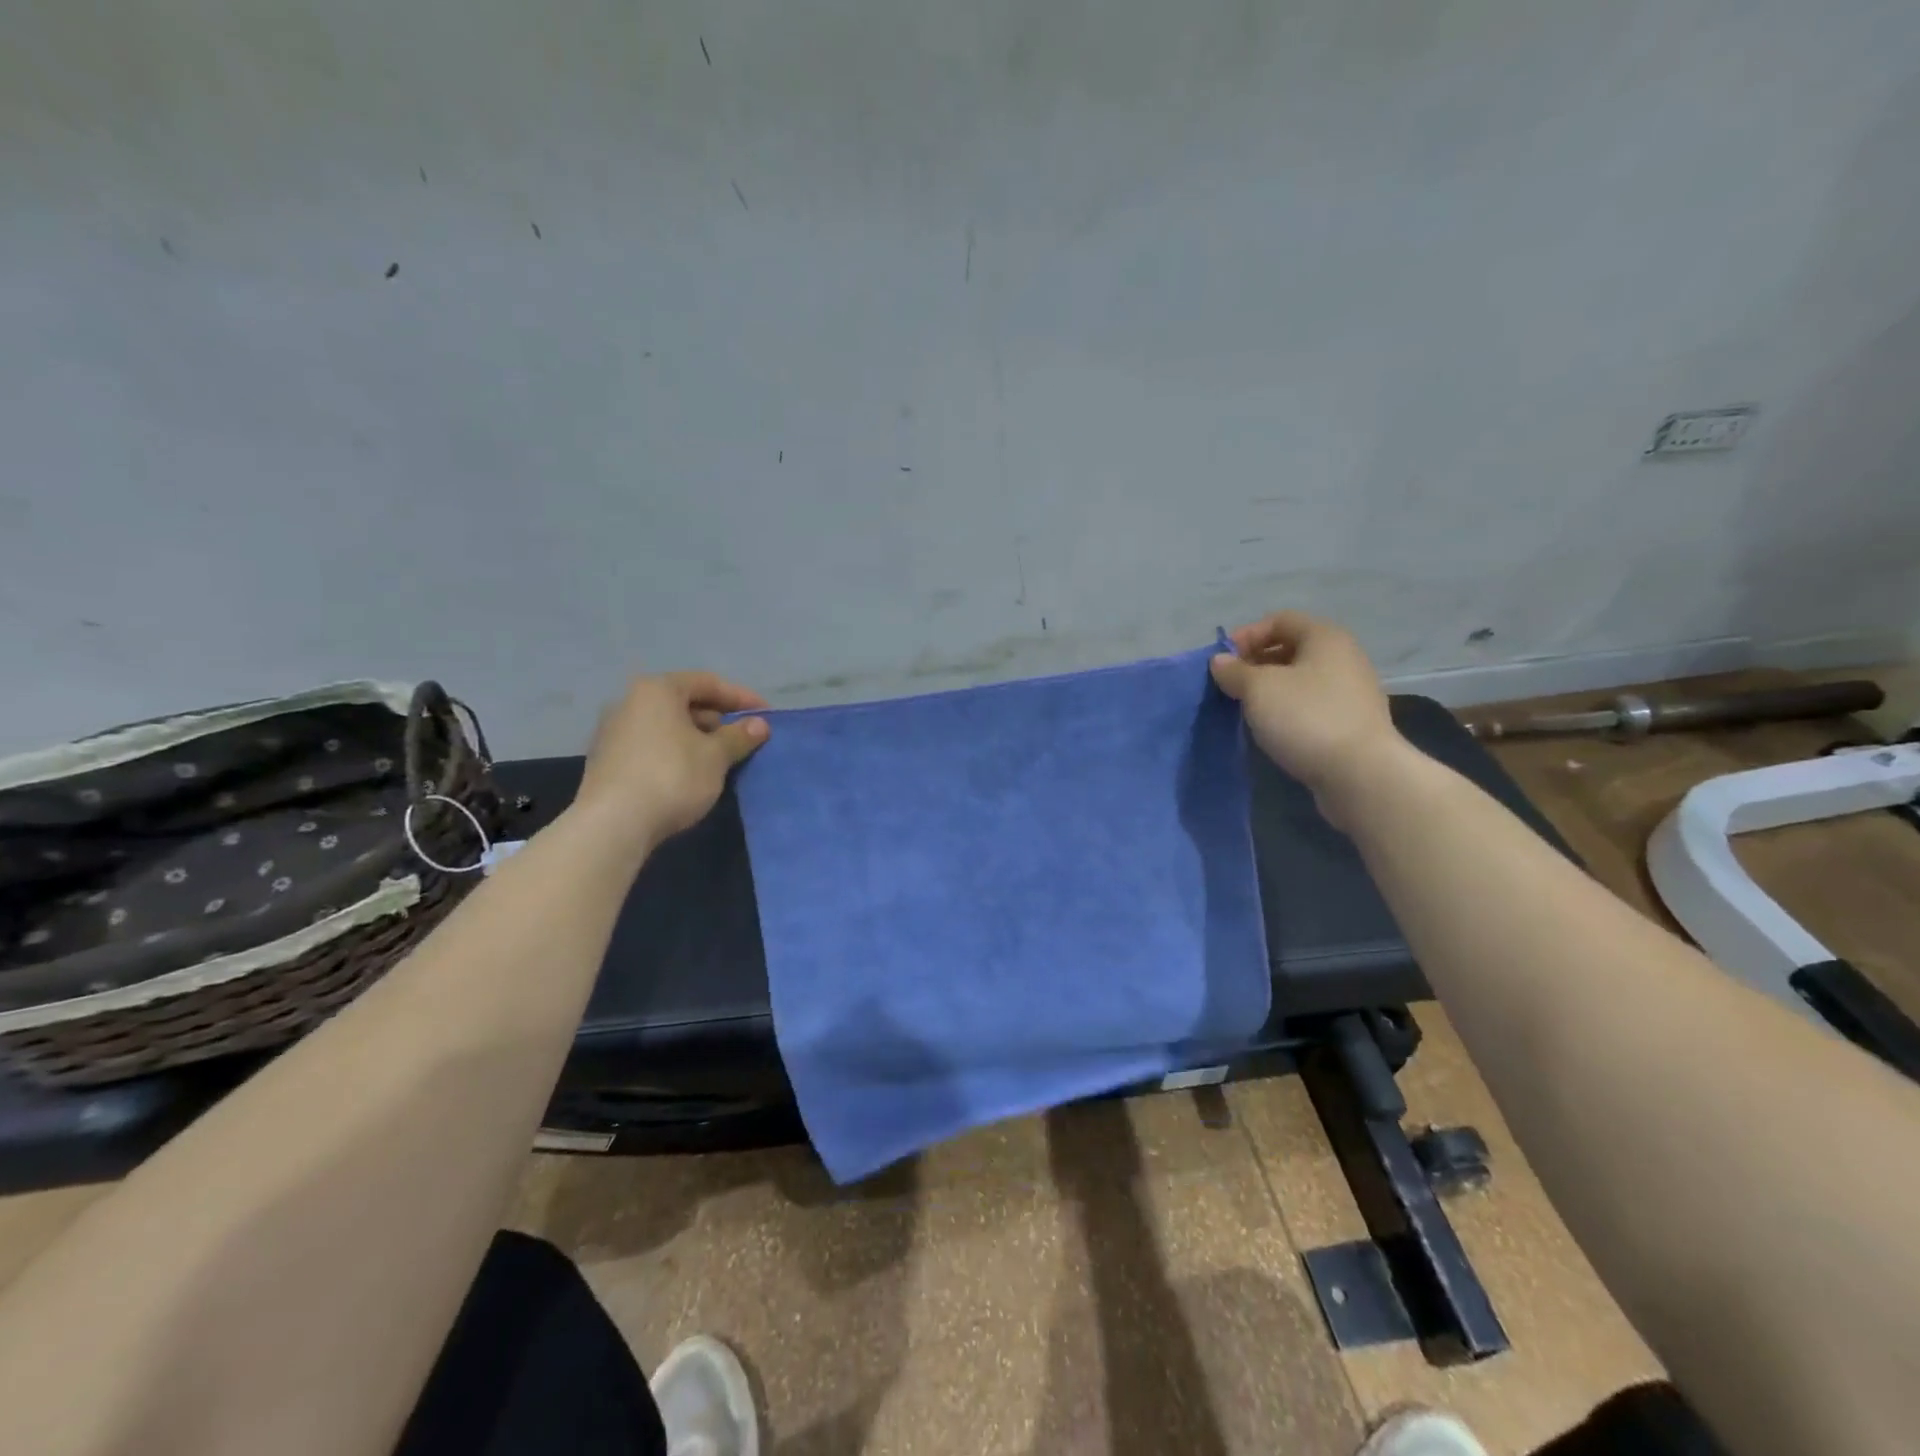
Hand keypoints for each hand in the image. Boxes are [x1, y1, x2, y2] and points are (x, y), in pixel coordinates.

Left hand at [572, 671, 769, 851]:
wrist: (613, 825)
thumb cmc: (672, 777)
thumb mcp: (716, 756)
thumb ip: (739, 736)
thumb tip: (759, 725)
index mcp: (657, 690)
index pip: (708, 682)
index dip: (741, 697)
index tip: (767, 715)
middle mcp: (630, 702)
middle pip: (684, 702)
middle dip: (719, 719)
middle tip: (745, 739)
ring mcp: (614, 732)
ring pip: (668, 726)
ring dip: (698, 738)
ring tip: (723, 759)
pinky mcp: (608, 761)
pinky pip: (652, 746)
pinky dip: (677, 753)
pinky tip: (693, 775)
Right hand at [1210, 612, 1399, 825]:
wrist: (1360, 774)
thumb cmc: (1306, 718)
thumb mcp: (1258, 689)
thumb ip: (1235, 671)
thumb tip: (1220, 661)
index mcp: (1325, 637)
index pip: (1280, 620)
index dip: (1247, 635)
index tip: (1223, 662)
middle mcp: (1343, 657)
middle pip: (1291, 648)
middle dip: (1256, 663)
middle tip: (1230, 686)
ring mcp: (1350, 692)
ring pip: (1300, 679)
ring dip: (1269, 690)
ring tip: (1246, 709)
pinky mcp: (1350, 723)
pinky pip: (1311, 705)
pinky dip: (1287, 710)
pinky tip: (1271, 729)